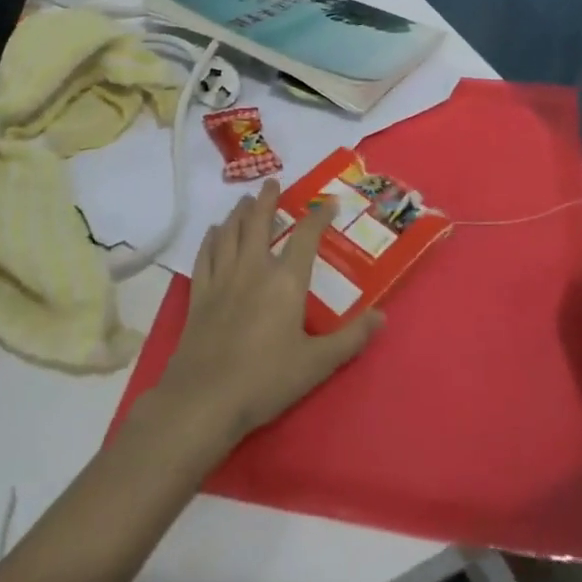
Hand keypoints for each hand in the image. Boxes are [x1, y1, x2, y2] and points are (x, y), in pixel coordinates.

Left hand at [151, 180, 383, 453]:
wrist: (205, 398)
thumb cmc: (266, 379)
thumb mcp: (317, 364)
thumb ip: (351, 339)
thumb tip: (382, 317)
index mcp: (286, 280)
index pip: (306, 236)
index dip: (319, 216)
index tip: (328, 203)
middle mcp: (254, 268)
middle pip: (259, 222)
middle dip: (267, 199)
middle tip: (272, 183)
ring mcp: (223, 278)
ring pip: (230, 232)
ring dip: (239, 212)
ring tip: (245, 200)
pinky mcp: (199, 294)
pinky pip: (205, 255)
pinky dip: (211, 239)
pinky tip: (214, 232)